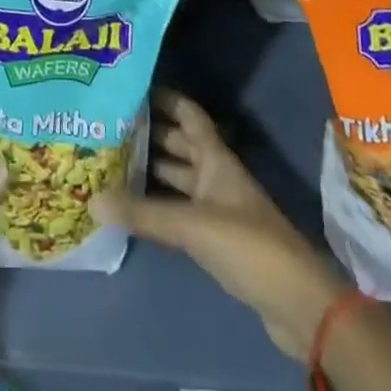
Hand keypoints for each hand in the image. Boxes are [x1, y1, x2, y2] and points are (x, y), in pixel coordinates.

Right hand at [98, 91, 342, 359]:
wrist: (297, 303)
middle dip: (148, 133)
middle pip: (179, 143)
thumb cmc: (248, 245)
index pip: (187, 113)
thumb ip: (144, 213)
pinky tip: (133, 207)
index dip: (162, 97)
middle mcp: (215, 174)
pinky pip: (181, 209)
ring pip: (178, 177)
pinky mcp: (216, 239)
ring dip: (151, 169)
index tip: (129, 88)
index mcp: (215, 157)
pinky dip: (159, 204)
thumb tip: (93, 199)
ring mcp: (217, 207)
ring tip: (111, 161)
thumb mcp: (192, 225)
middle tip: (108, 125)